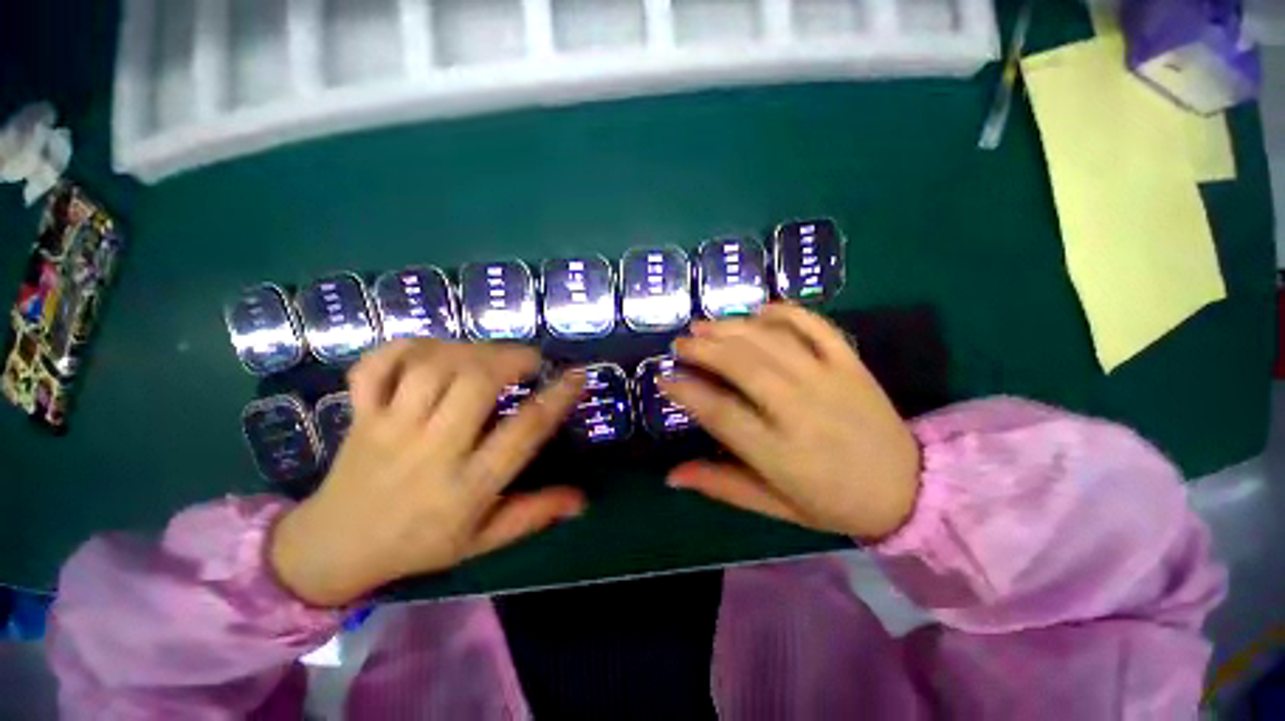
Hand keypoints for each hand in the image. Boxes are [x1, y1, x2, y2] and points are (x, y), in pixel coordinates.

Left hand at [270, 340, 585, 606]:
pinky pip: (378, 365)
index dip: (557, 397)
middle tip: (530, 359)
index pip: (524, 431)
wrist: (333, 548)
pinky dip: (408, 346)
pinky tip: (435, 351)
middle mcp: (431, 450)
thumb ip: (534, 514)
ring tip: (490, 355)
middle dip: (512, 359)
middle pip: (476, 384)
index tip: (578, 374)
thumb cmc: (419, 543)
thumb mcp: (483, 540)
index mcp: (468, 485)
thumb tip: (583, 500)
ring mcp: (389, 428)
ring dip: (471, 350)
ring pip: (433, 367)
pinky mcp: (360, 414)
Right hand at [663, 304, 920, 541]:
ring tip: (705, 324)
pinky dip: (785, 312)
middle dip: (703, 349)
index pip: (720, 412)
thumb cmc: (832, 502)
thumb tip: (671, 476)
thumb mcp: (773, 505)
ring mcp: (829, 380)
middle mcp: (800, 410)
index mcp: (779, 452)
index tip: (664, 378)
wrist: (908, 490)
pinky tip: (760, 310)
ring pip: (772, 341)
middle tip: (680, 343)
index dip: (686, 391)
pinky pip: (816, 326)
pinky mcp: (851, 364)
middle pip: (742, 366)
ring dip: (732, 327)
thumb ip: (721, 486)